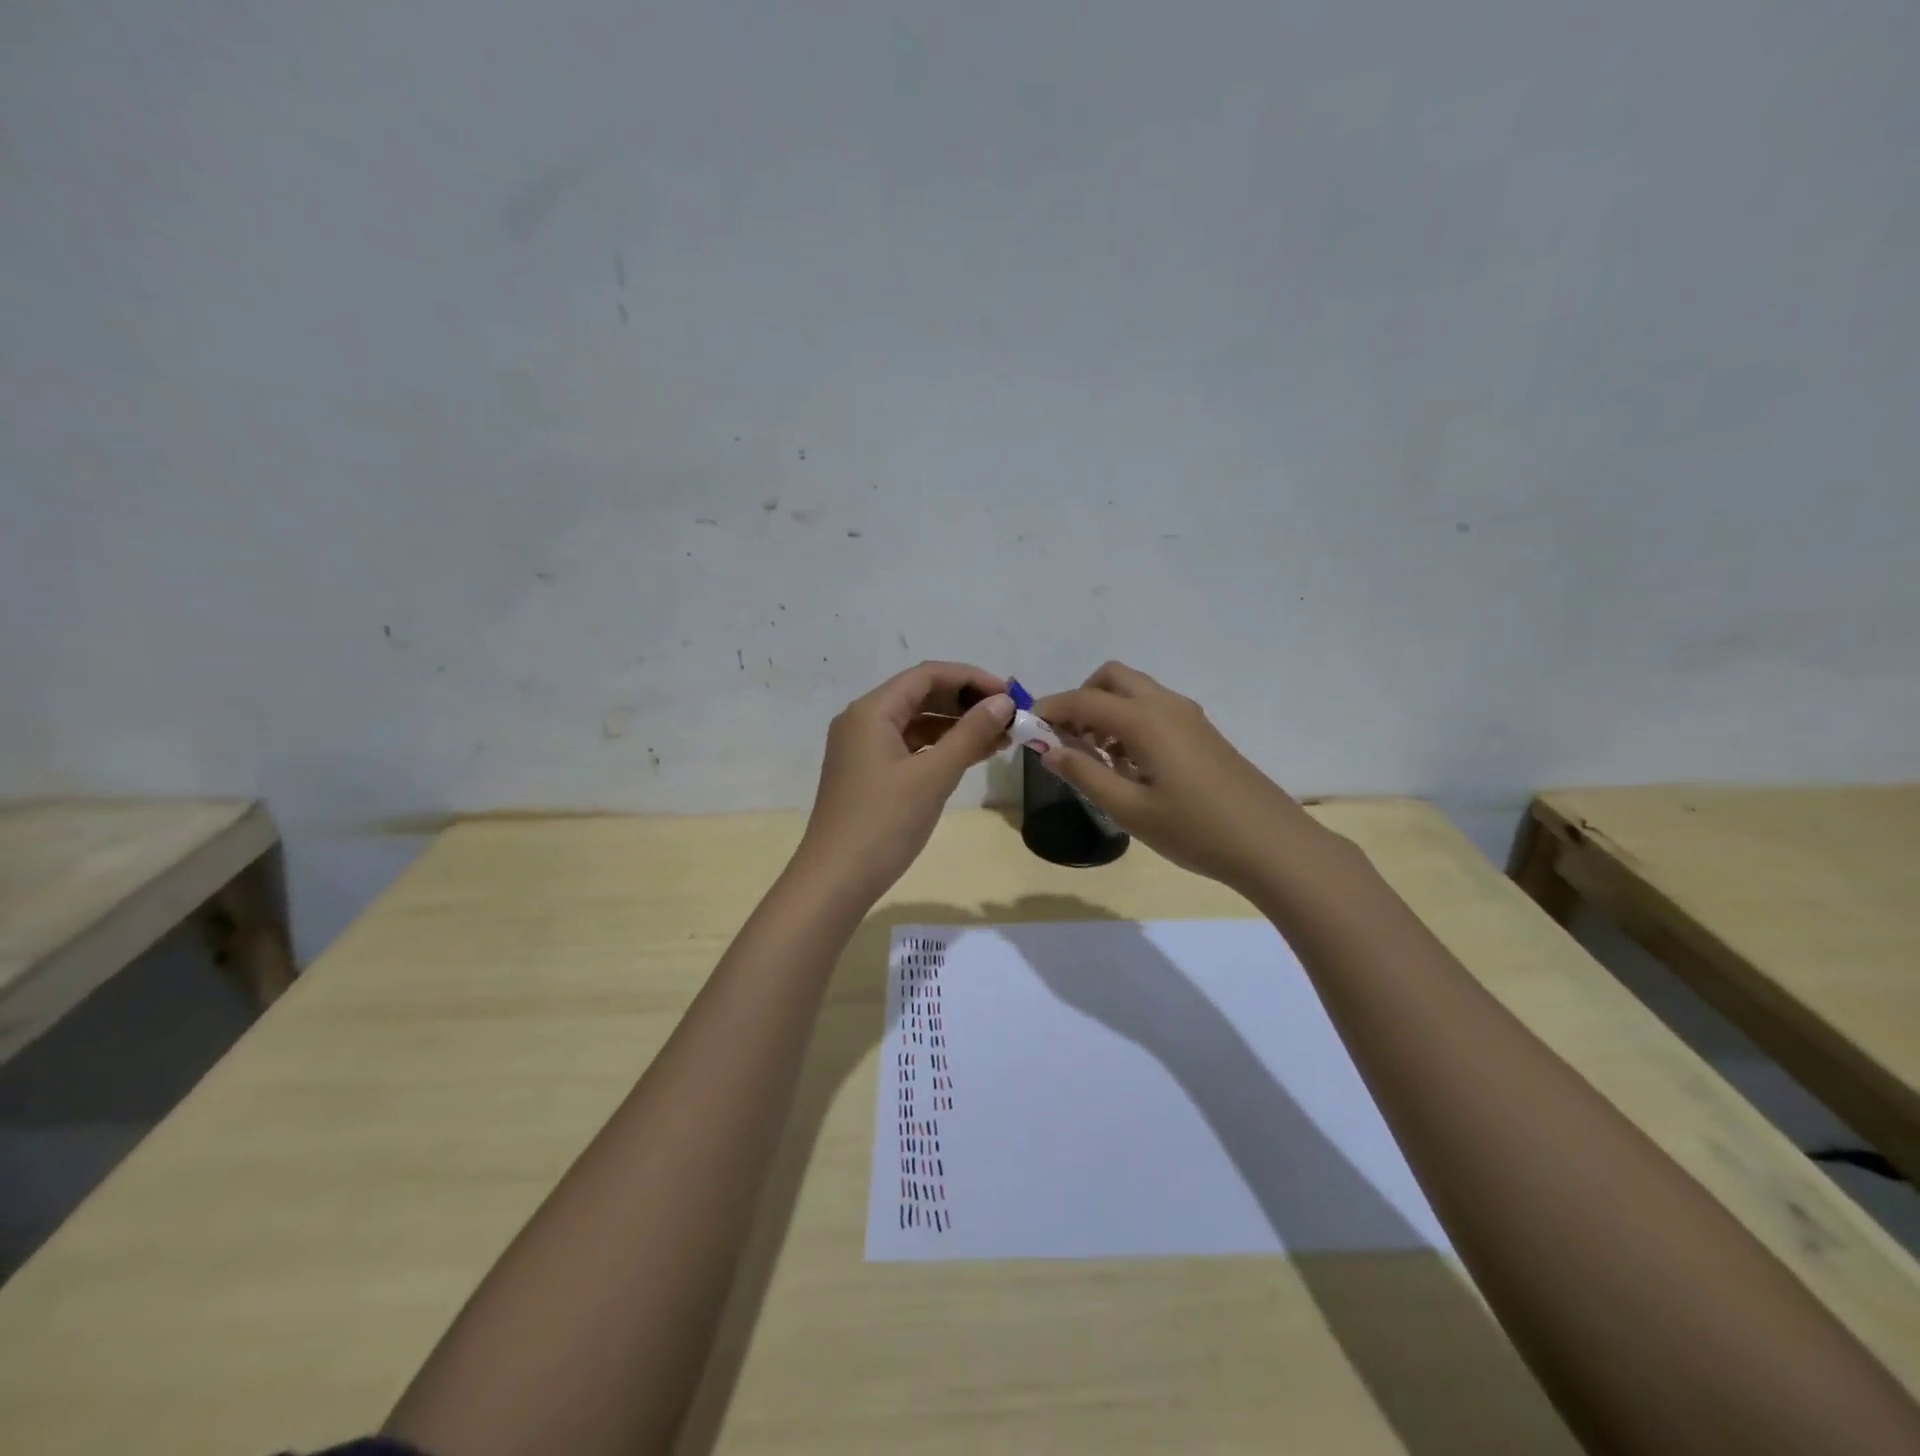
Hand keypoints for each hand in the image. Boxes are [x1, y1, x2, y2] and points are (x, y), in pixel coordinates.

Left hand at [794, 662, 1013, 903]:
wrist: (836, 881)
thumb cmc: (884, 823)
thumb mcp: (933, 776)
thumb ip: (970, 734)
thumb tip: (1003, 702)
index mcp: (872, 711)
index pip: (927, 675)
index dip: (971, 678)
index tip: (1009, 695)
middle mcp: (863, 720)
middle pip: (921, 695)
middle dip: (966, 702)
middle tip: (1008, 718)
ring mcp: (862, 748)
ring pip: (916, 722)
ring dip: (956, 726)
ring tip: (998, 739)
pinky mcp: (867, 773)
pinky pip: (909, 747)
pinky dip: (939, 748)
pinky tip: (969, 758)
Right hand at [1035, 662, 1326, 896]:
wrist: (1271, 845)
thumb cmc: (1194, 830)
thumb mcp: (1129, 809)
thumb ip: (1084, 773)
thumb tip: (1049, 749)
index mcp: (1145, 720)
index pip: (1084, 700)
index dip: (1051, 709)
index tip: (1027, 728)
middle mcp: (1166, 705)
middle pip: (1112, 678)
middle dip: (1081, 699)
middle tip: (1066, 739)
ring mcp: (1188, 716)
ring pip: (1135, 692)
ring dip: (1106, 711)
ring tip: (1095, 759)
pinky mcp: (1201, 732)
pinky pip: (1154, 710)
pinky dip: (1129, 722)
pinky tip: (1128, 766)